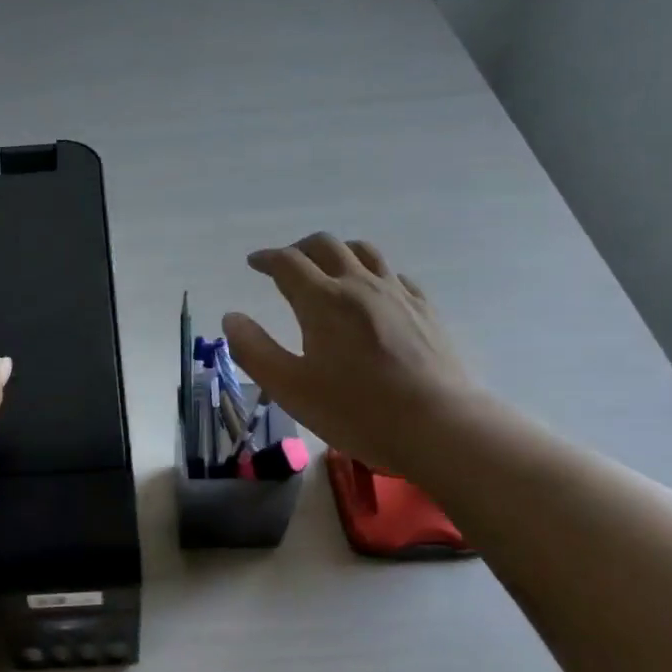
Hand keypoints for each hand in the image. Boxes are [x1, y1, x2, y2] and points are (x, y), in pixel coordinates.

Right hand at [223, 233, 473, 471]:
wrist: (438, 426)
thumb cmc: (356, 410)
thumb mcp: (290, 388)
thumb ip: (254, 350)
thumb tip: (232, 318)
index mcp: (323, 300)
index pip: (288, 262)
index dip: (266, 258)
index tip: (254, 263)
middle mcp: (359, 285)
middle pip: (326, 246)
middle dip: (299, 249)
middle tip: (285, 265)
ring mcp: (398, 293)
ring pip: (364, 252)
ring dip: (338, 252)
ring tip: (327, 269)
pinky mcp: (425, 309)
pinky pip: (393, 275)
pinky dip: (372, 274)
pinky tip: (372, 295)